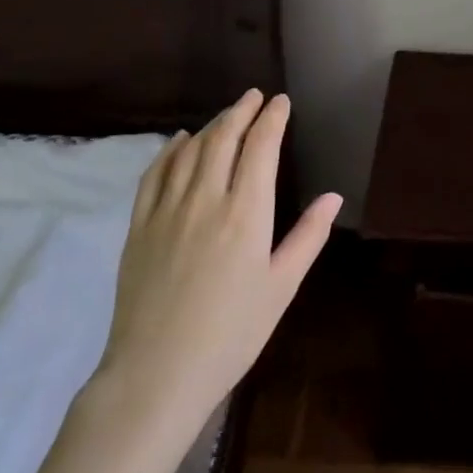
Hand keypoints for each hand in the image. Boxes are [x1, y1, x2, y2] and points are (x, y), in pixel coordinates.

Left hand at [92, 91, 340, 433]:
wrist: (157, 375)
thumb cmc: (231, 334)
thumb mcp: (281, 287)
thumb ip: (308, 236)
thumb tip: (333, 197)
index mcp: (246, 213)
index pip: (261, 147)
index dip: (272, 118)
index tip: (281, 102)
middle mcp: (206, 199)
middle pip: (224, 138)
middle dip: (242, 111)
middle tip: (254, 96)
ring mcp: (167, 210)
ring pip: (190, 150)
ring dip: (211, 125)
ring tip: (226, 115)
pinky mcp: (139, 226)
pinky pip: (154, 174)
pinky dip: (170, 150)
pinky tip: (180, 141)